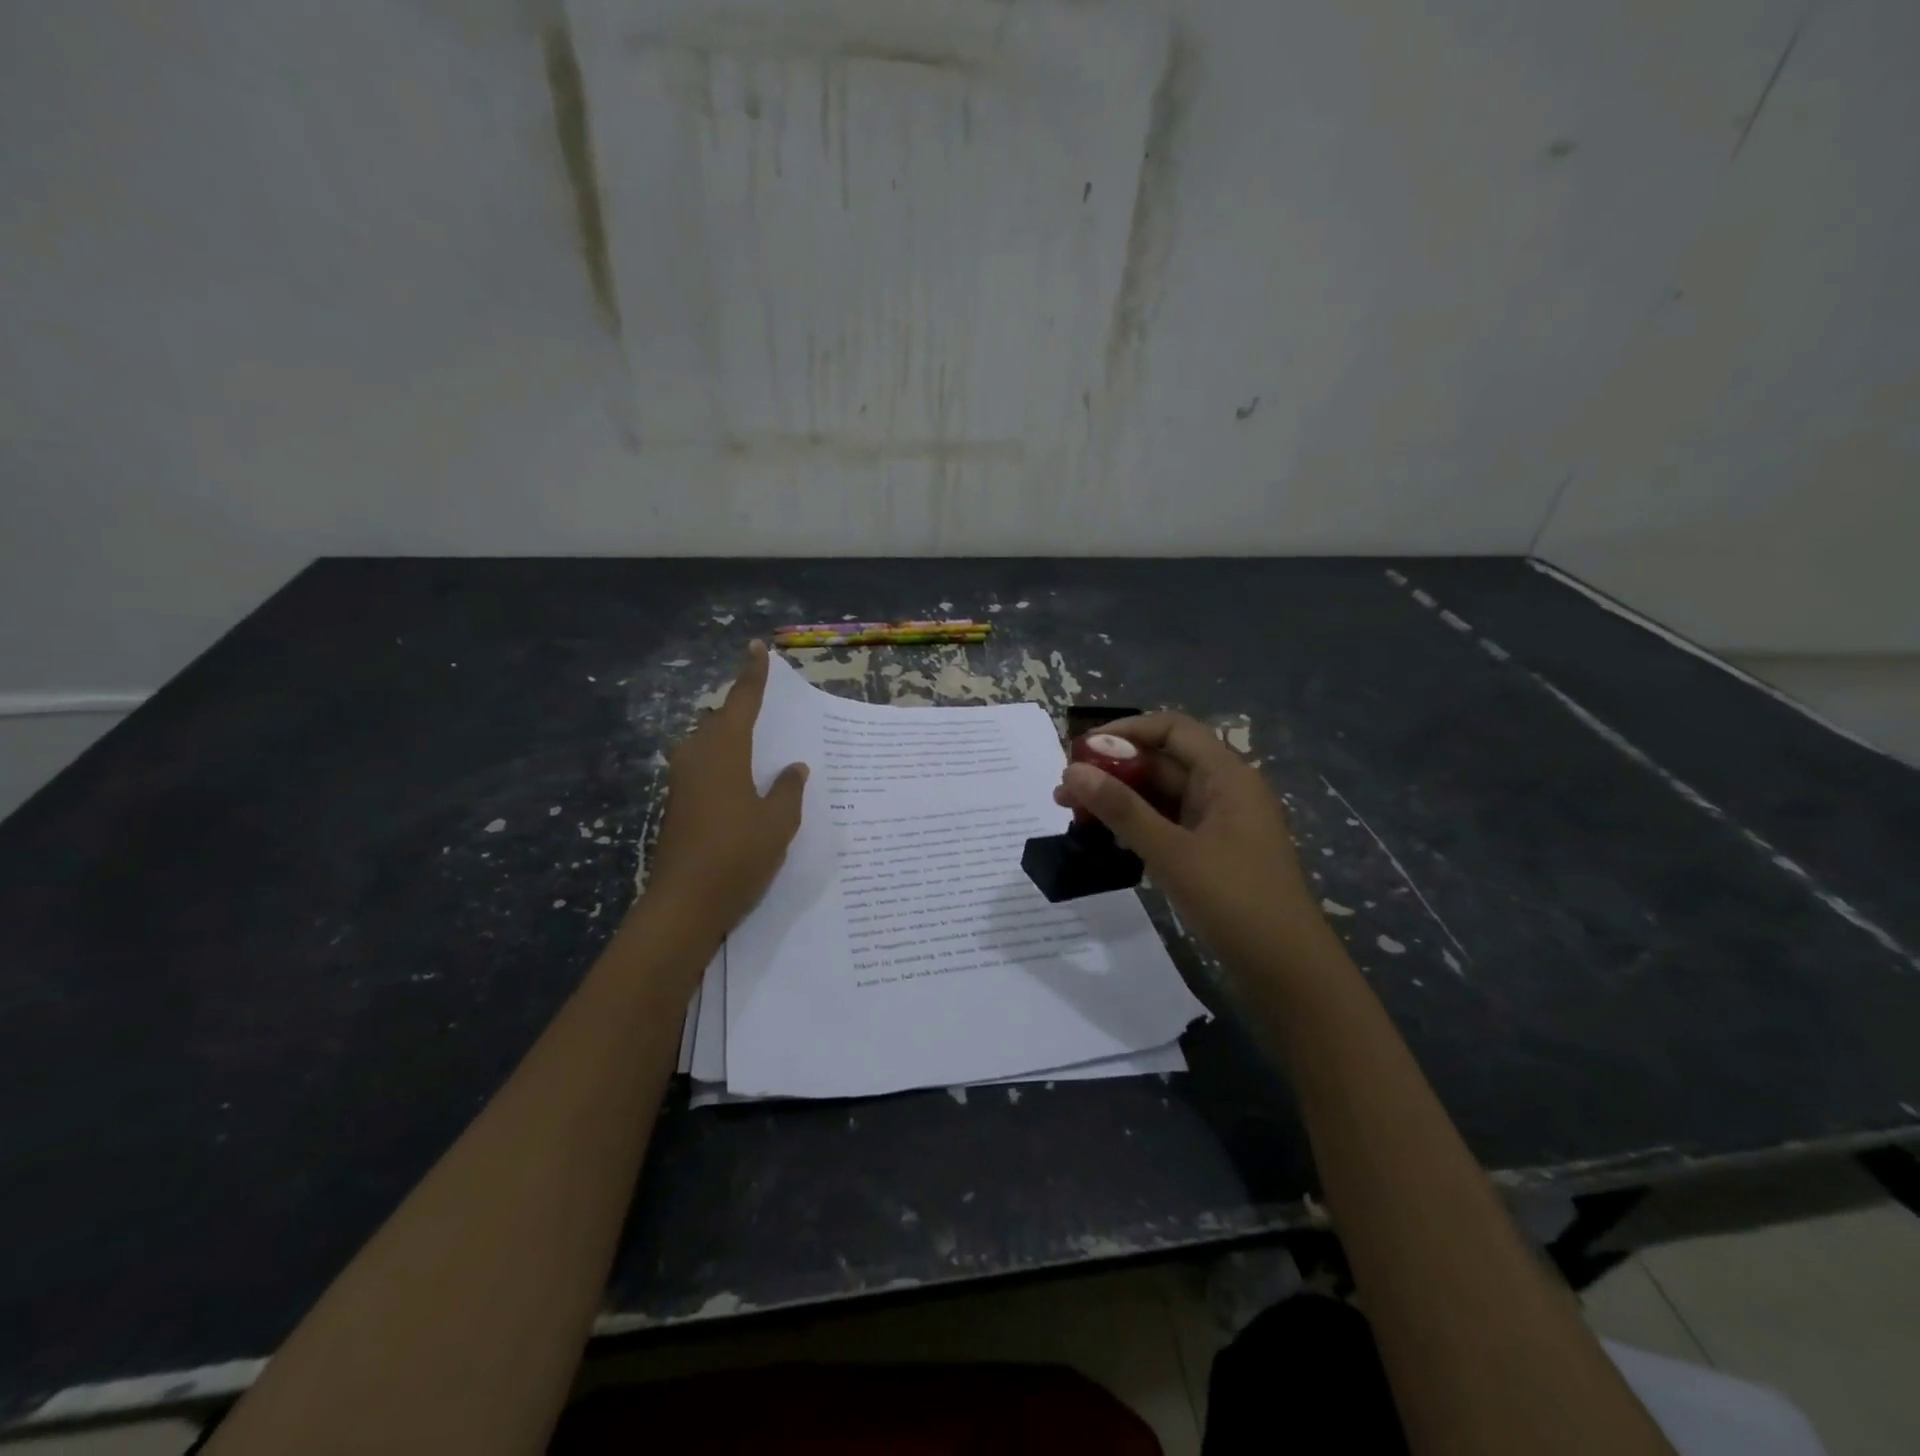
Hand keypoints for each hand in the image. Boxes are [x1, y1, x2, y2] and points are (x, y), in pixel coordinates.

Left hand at [645, 642, 807, 937]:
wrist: (685, 904)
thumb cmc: (737, 855)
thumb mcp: (778, 821)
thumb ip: (788, 788)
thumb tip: (793, 767)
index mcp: (723, 750)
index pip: (742, 702)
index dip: (752, 675)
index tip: (756, 648)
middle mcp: (697, 757)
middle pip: (720, 721)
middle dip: (742, 710)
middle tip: (768, 706)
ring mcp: (682, 782)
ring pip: (710, 745)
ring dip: (732, 739)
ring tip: (761, 745)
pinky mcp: (678, 805)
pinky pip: (705, 768)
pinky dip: (726, 763)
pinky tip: (745, 781)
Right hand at [1053, 711, 1326, 974]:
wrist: (1288, 972)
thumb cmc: (1235, 901)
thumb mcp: (1171, 852)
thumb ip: (1121, 809)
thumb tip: (1073, 770)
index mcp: (1227, 776)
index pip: (1172, 729)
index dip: (1126, 731)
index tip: (1081, 750)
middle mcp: (1225, 791)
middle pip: (1163, 763)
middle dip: (1113, 772)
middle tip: (1064, 792)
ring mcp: (1220, 825)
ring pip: (1162, 797)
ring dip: (1121, 801)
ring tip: (1074, 817)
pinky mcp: (1213, 854)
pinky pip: (1169, 826)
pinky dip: (1138, 827)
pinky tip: (1106, 841)